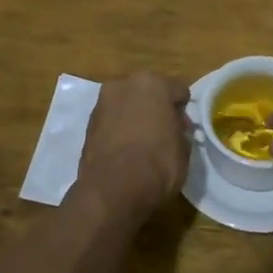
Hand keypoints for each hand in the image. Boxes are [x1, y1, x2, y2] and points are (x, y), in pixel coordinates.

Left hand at [78, 72, 190, 212]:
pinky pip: (112, 122)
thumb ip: (178, 129)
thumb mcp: (184, 147)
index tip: (184, 127)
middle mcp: (124, 85)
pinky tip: (126, 150)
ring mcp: (102, 103)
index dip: (183, 109)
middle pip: (147, 92)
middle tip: (164, 132)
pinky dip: (119, 130)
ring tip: (143, 143)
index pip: (177, 90)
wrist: (113, 190)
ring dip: (135, 117)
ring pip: (126, 105)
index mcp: (152, 83)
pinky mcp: (88, 124)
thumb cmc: (158, 163)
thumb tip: (173, 128)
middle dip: (156, 108)